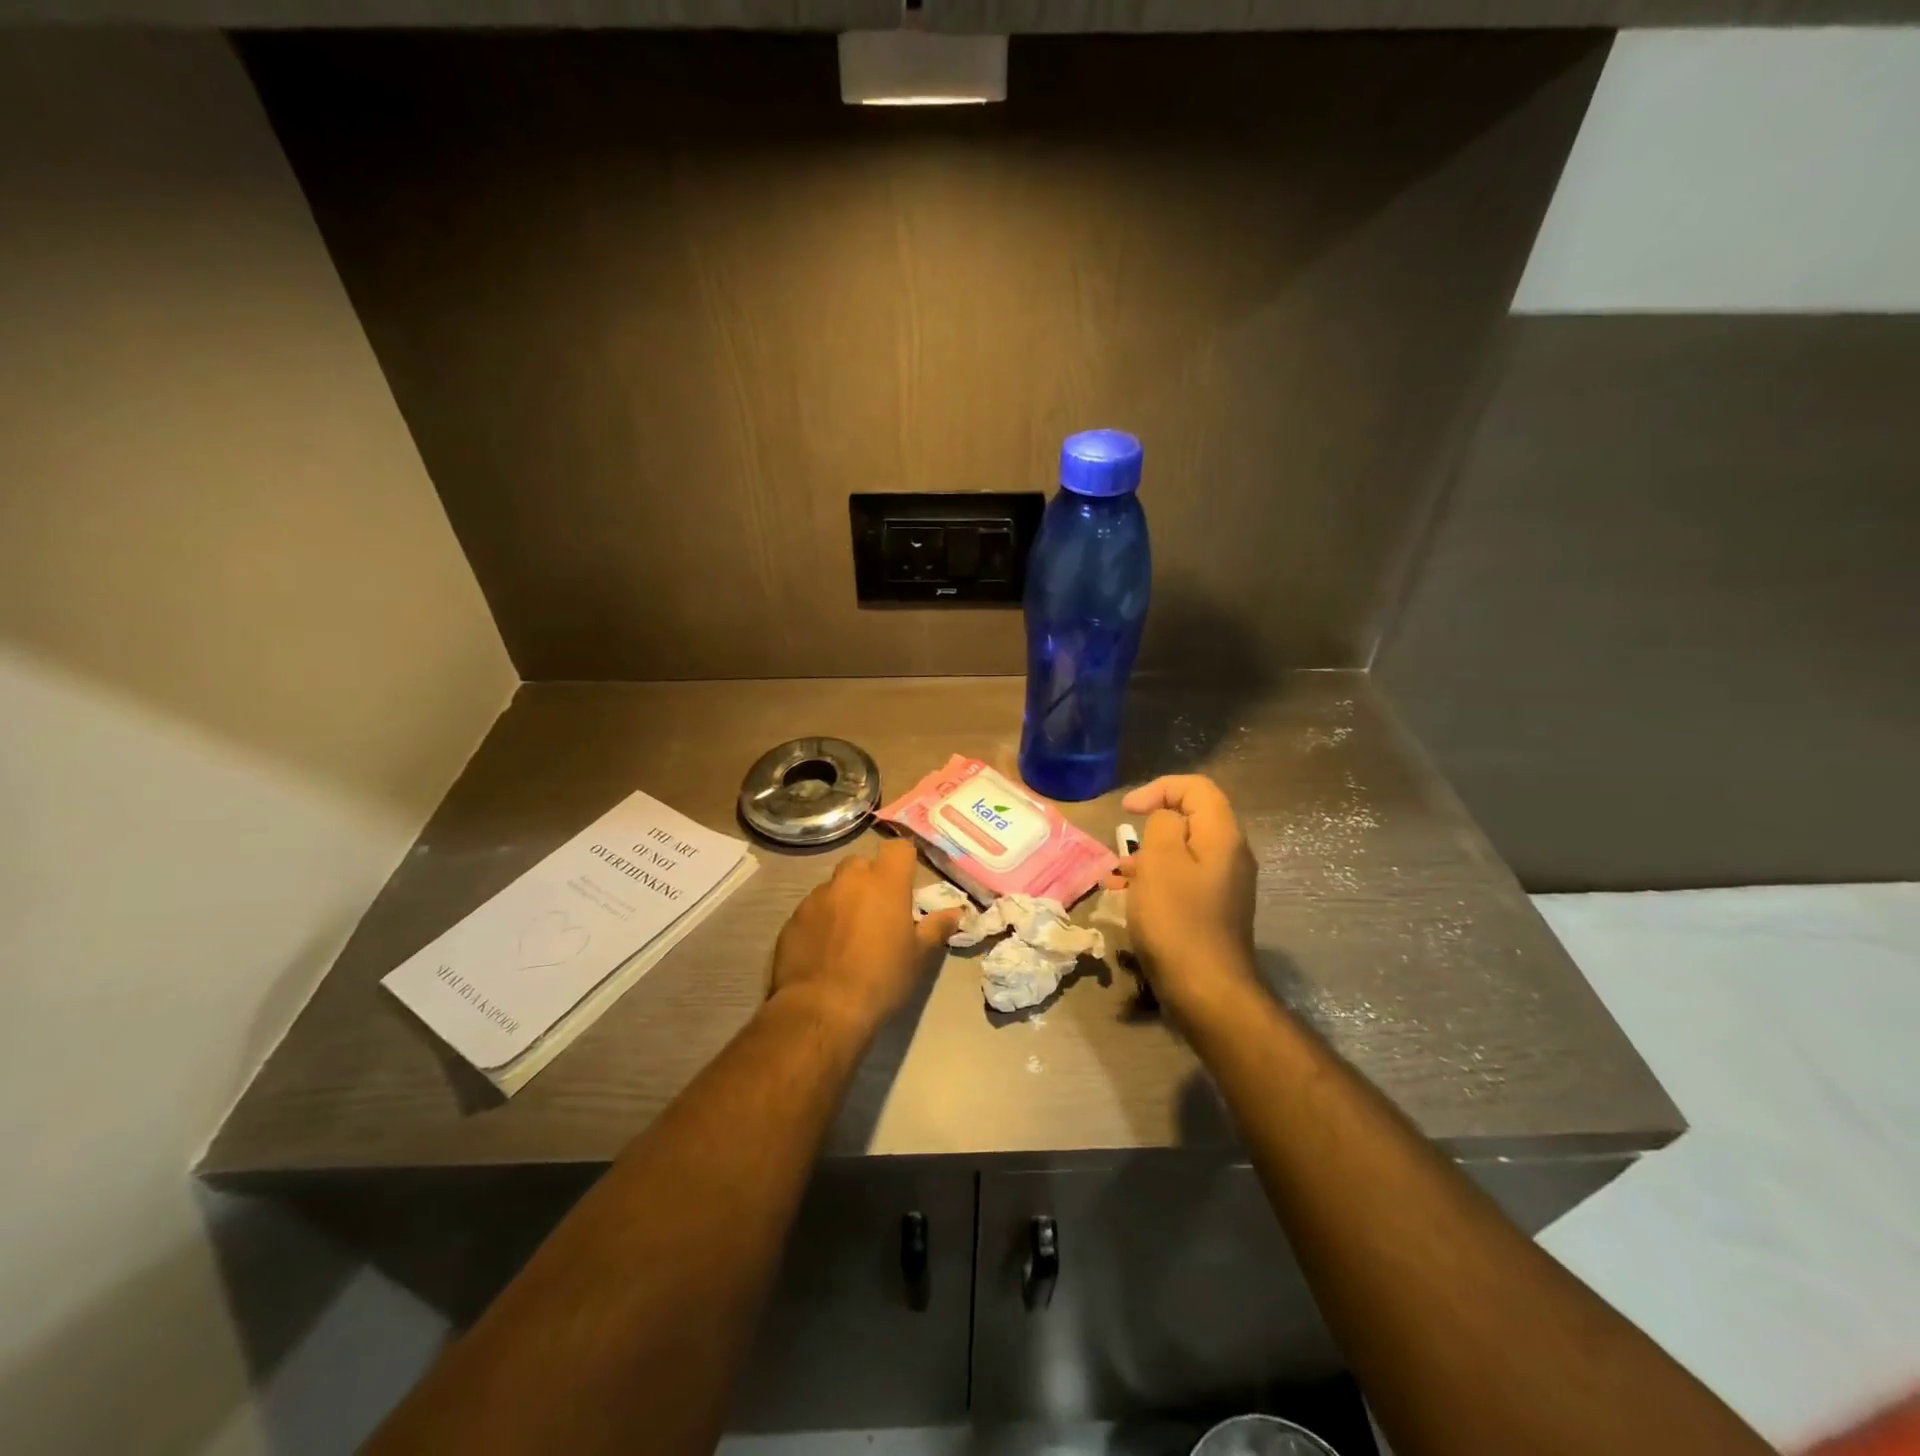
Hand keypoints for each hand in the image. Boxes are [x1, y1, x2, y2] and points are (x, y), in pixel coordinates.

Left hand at [769, 838, 963, 1038]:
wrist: (822, 1009)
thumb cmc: (881, 979)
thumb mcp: (918, 957)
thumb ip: (936, 928)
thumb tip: (955, 913)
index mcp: (885, 883)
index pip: (898, 848)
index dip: (903, 860)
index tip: (907, 881)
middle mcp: (849, 880)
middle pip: (862, 863)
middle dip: (871, 879)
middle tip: (879, 910)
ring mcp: (816, 897)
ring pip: (835, 886)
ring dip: (844, 900)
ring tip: (849, 934)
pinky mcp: (793, 918)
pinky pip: (813, 909)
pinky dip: (822, 920)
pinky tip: (825, 949)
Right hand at [1119, 775, 1260, 1021]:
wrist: (1206, 990)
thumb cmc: (1177, 920)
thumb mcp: (1160, 861)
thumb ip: (1163, 825)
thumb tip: (1167, 820)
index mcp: (1223, 836)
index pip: (1196, 788)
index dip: (1159, 788)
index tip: (1127, 811)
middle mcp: (1232, 855)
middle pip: (1193, 818)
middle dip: (1153, 824)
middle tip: (1125, 845)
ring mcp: (1226, 885)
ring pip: (1185, 851)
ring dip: (1151, 854)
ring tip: (1121, 874)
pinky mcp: (1215, 910)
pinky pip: (1185, 878)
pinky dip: (1159, 878)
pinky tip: (1133, 897)